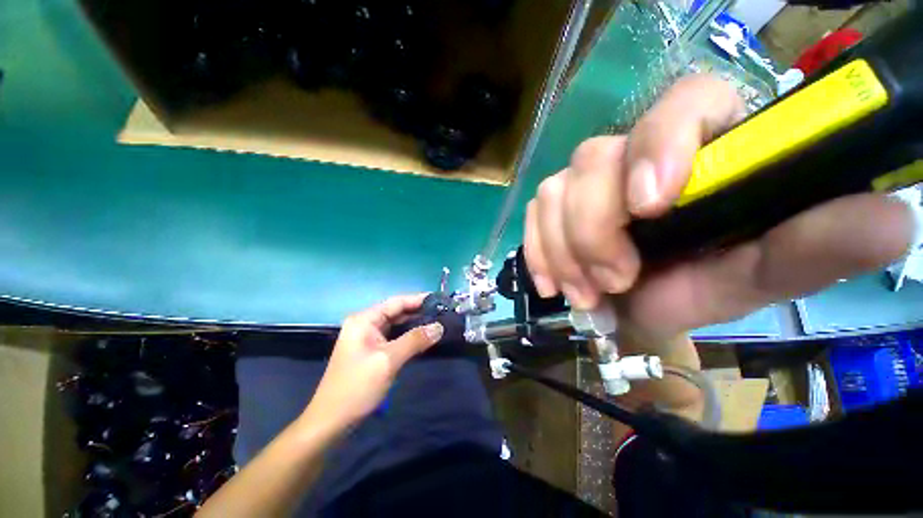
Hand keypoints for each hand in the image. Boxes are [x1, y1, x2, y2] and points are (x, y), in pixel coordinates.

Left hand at [302, 294, 443, 433]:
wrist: (331, 421)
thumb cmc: (357, 387)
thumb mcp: (388, 360)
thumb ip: (415, 340)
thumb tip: (439, 326)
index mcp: (364, 320)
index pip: (396, 302)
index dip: (418, 299)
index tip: (439, 300)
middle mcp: (365, 324)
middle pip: (396, 311)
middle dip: (418, 311)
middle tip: (442, 312)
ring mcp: (367, 337)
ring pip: (396, 324)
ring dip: (415, 323)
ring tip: (437, 322)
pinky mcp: (371, 350)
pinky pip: (393, 337)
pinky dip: (408, 336)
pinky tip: (422, 337)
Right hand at [525, 74, 917, 341]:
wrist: (641, 305)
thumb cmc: (700, 286)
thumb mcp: (760, 273)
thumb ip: (815, 246)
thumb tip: (892, 221)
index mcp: (700, 146)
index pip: (682, 103)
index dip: (659, 145)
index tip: (650, 207)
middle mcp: (633, 152)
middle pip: (593, 160)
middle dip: (594, 229)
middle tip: (614, 281)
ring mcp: (584, 179)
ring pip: (554, 191)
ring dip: (564, 249)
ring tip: (585, 292)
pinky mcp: (553, 205)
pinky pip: (533, 215)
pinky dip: (538, 250)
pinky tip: (551, 282)